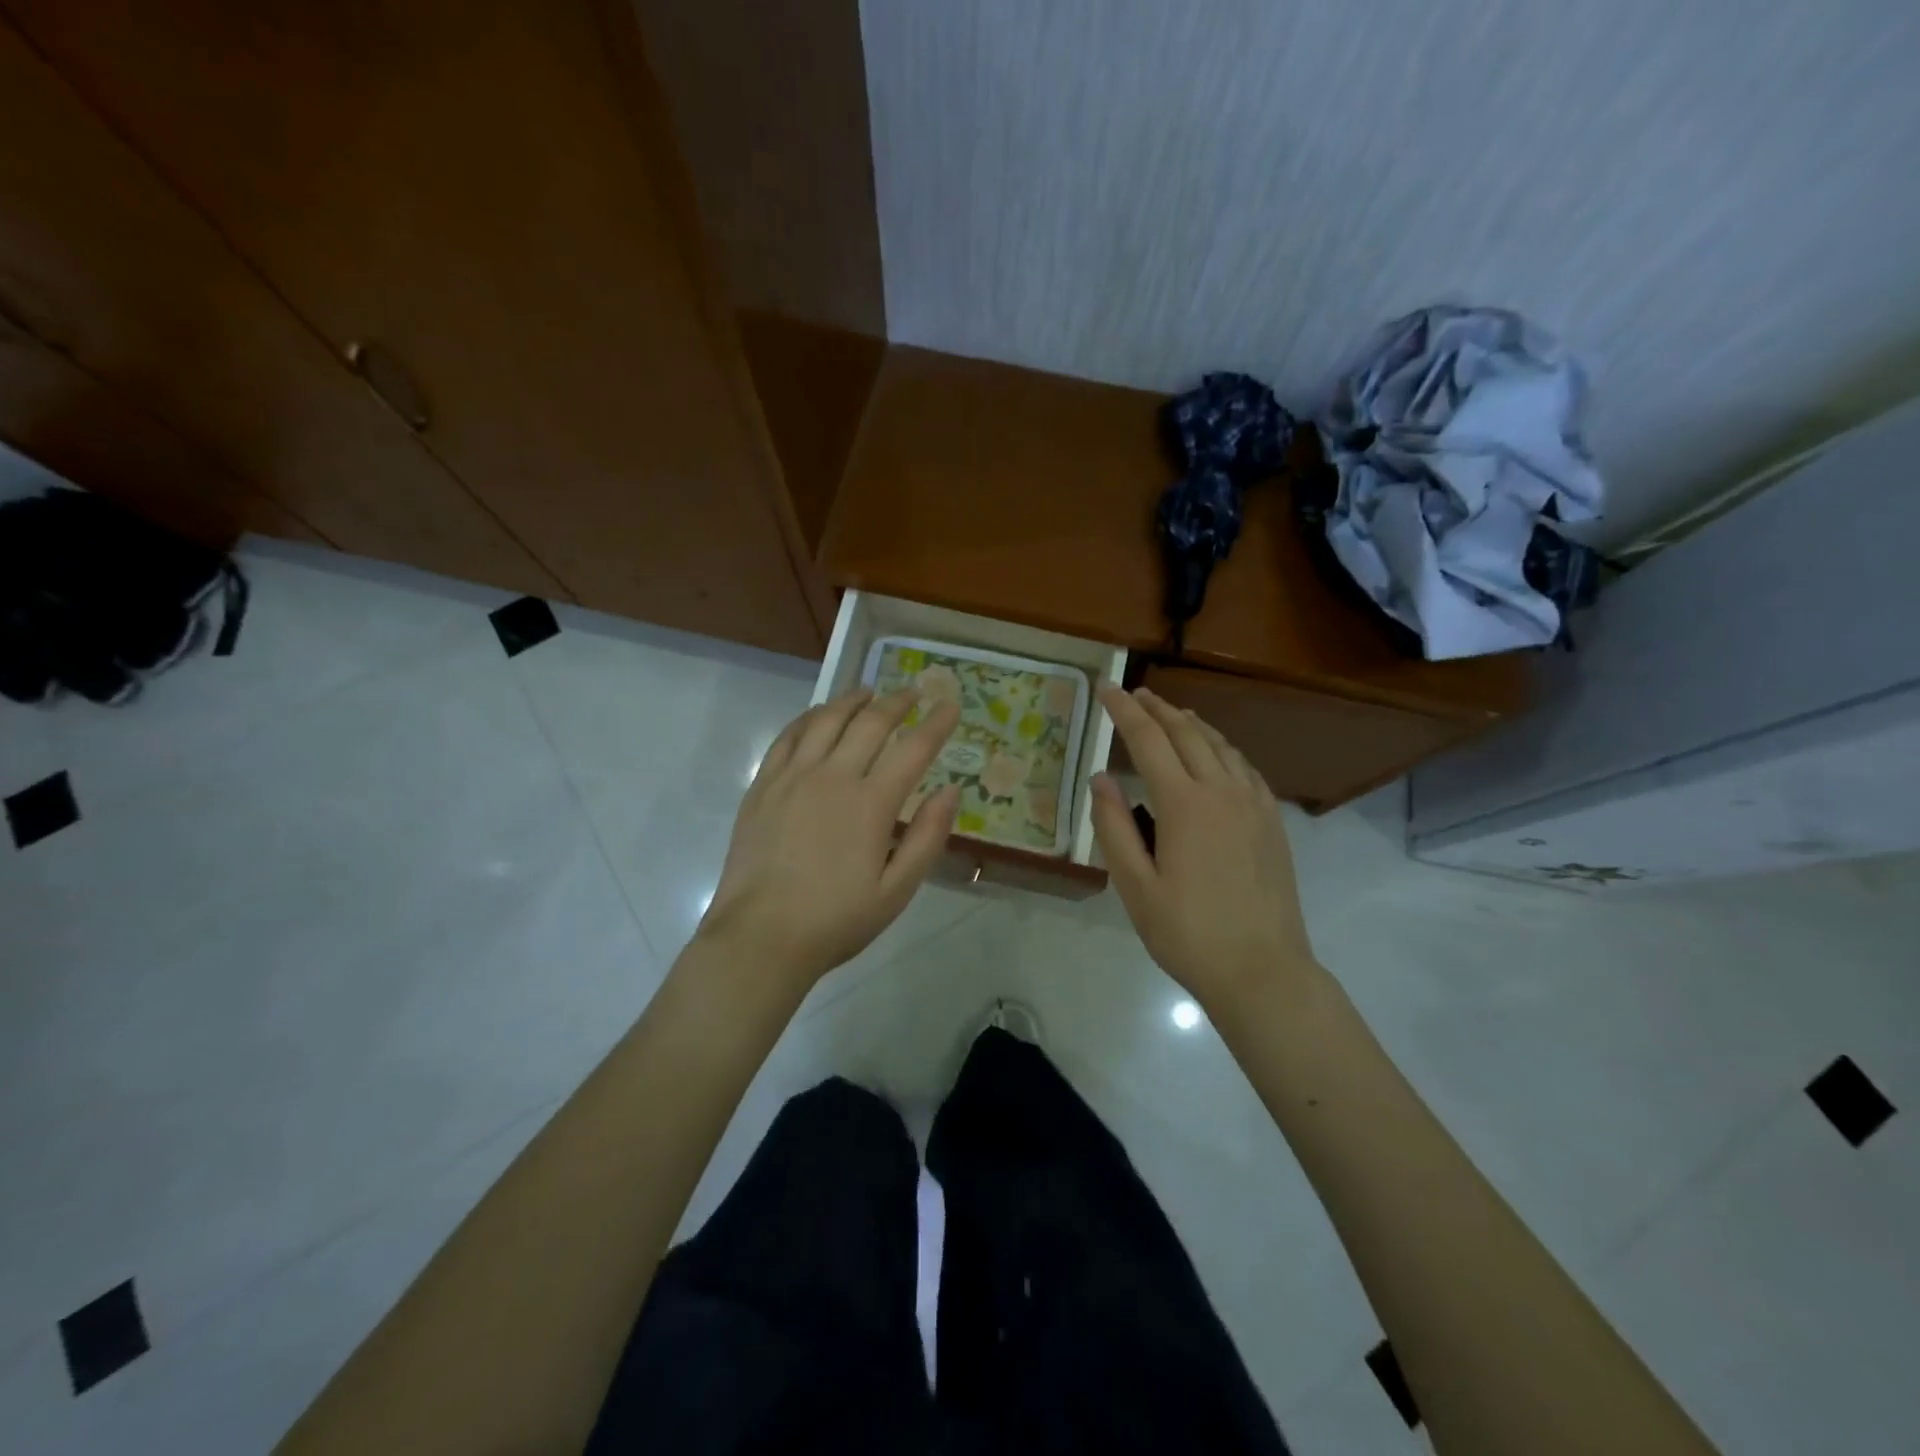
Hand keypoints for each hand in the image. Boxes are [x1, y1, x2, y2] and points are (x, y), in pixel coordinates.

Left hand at [695, 687, 960, 992]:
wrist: (760, 937)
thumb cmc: (835, 920)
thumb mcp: (897, 892)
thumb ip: (927, 838)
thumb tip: (950, 791)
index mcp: (871, 804)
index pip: (913, 749)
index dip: (936, 724)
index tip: (951, 705)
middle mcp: (833, 777)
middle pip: (870, 723)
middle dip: (897, 703)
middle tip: (913, 692)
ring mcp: (793, 777)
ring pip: (826, 720)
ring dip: (852, 700)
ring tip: (868, 692)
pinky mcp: (763, 785)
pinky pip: (788, 736)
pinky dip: (809, 718)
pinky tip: (818, 715)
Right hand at [1090, 684, 1316, 1010]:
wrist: (1261, 970)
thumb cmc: (1187, 933)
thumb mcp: (1135, 886)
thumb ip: (1114, 826)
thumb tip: (1101, 778)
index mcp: (1184, 804)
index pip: (1148, 740)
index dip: (1124, 711)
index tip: (1106, 688)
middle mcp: (1221, 791)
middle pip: (1187, 733)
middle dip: (1157, 709)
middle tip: (1134, 693)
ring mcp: (1253, 804)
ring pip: (1220, 745)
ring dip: (1191, 723)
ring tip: (1171, 714)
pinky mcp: (1272, 822)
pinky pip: (1244, 767)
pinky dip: (1223, 748)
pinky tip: (1217, 754)